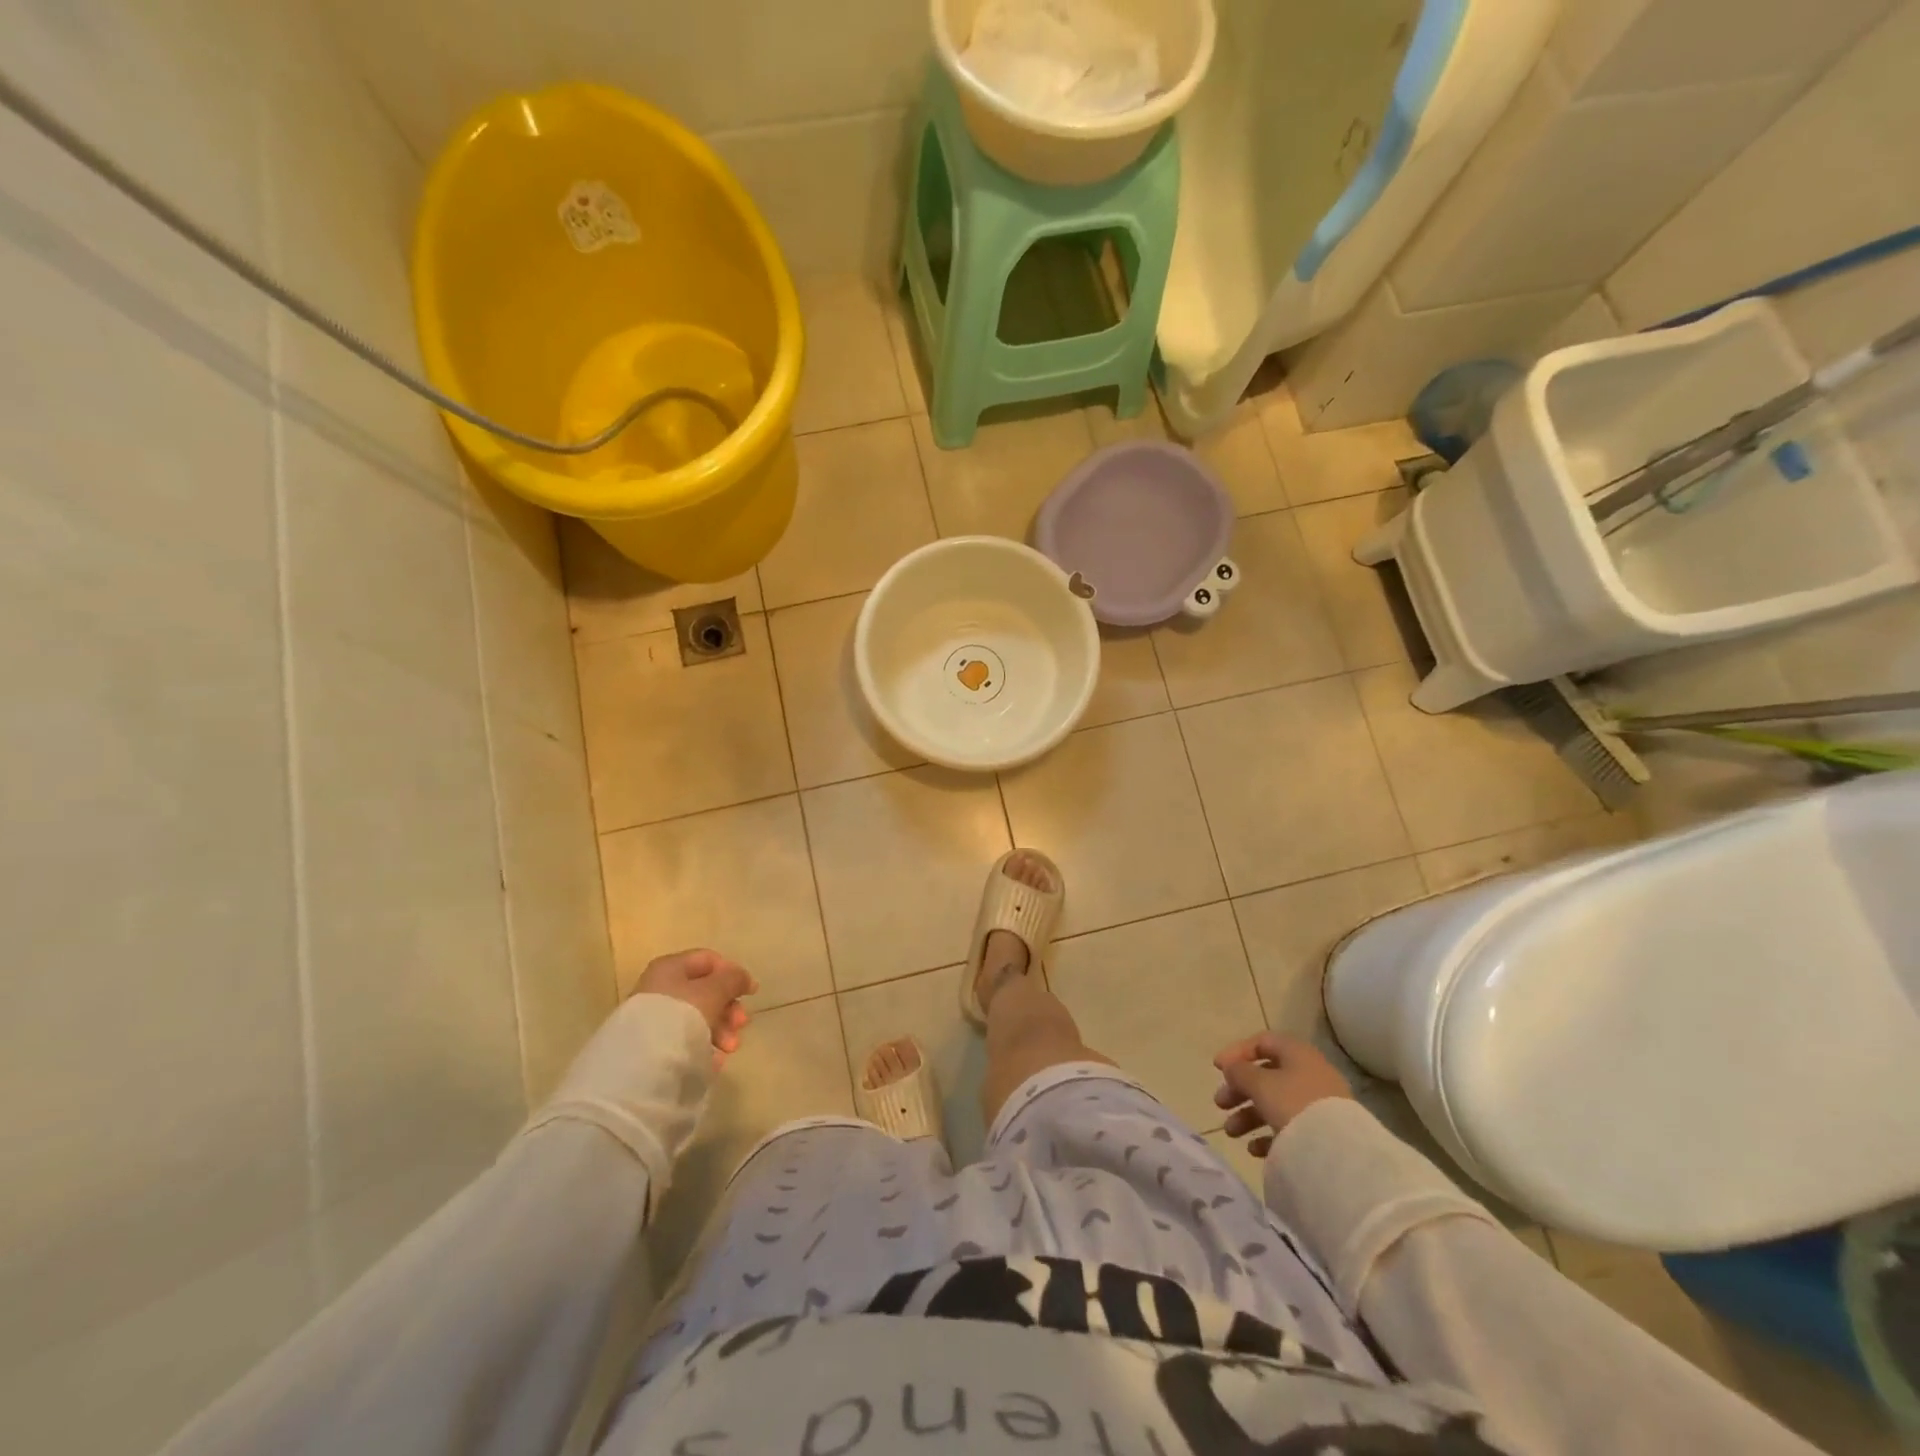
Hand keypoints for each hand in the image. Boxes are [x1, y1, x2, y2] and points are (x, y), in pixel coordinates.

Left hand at [633, 949, 755, 1066]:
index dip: (733, 973)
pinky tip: (714, 1060)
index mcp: (670, 968)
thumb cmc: (682, 1016)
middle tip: (741, 1025)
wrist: (642, 1065)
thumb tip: (742, 978)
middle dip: (728, 1009)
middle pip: (705, 992)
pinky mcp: (652, 1045)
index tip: (750, 993)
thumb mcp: (714, 991)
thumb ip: (732, 979)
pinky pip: (686, 1040)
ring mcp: (654, 1018)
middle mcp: (660, 988)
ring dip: (720, 1030)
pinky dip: (703, 1046)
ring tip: (729, 1048)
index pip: (708, 960)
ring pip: (697, 1018)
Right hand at [1212, 1033, 1352, 1157]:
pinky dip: (1268, 1134)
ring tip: (1231, 1132)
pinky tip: (1254, 1149)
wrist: (1337, 1152)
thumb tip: (1232, 1068)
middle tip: (1220, 1103)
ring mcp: (1318, 1105)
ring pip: (1275, 1103)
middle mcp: (1310, 1074)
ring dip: (1249, 1115)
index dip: (1237, 1052)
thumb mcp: (1259, 1083)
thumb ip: (1239, 1071)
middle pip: (1266, 1076)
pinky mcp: (1322, 1133)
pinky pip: (1289, 1128)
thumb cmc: (1292, 1104)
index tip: (1217, 1069)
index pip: (1262, 1042)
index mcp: (1297, 1053)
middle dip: (1239, 1090)